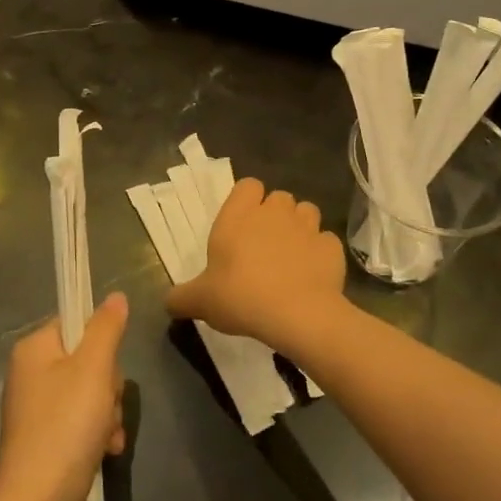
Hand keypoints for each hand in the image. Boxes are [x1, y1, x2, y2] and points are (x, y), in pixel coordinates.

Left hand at [0, 293, 127, 500]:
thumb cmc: (66, 425)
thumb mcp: (94, 368)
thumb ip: (107, 328)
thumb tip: (115, 296)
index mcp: (33, 349)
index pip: (74, 322)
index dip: (101, 341)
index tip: (109, 365)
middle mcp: (30, 375)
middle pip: (86, 360)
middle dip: (109, 385)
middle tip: (108, 404)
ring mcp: (36, 411)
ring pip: (90, 393)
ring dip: (108, 413)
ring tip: (107, 435)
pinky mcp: (45, 441)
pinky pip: (81, 423)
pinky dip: (97, 434)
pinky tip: (105, 451)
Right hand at [166, 179, 344, 353]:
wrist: (297, 315)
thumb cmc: (241, 297)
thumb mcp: (201, 301)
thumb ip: (181, 297)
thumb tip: (168, 302)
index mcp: (239, 216)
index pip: (248, 185)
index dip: (247, 200)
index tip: (242, 224)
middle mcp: (274, 212)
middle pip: (279, 198)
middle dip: (274, 214)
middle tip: (264, 244)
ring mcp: (307, 227)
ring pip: (306, 212)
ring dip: (300, 227)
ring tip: (291, 255)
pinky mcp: (332, 247)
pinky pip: (325, 241)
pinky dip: (320, 252)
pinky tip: (312, 273)